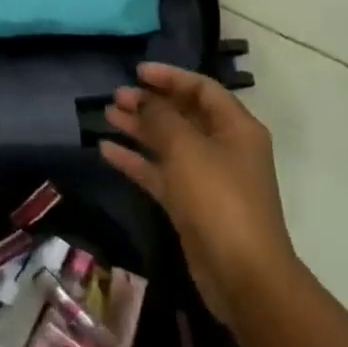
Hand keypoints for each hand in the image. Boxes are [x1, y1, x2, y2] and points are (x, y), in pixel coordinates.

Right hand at [101, 62, 295, 331]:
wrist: (241, 274)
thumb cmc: (218, 198)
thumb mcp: (187, 149)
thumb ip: (161, 118)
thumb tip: (144, 99)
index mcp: (236, 128)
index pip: (202, 89)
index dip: (170, 76)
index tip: (136, 72)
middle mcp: (224, 148)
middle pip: (183, 115)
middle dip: (150, 103)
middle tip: (116, 96)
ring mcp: (207, 178)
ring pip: (168, 143)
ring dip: (139, 128)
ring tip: (107, 115)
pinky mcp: (190, 204)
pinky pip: (159, 172)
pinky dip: (136, 160)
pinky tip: (106, 150)